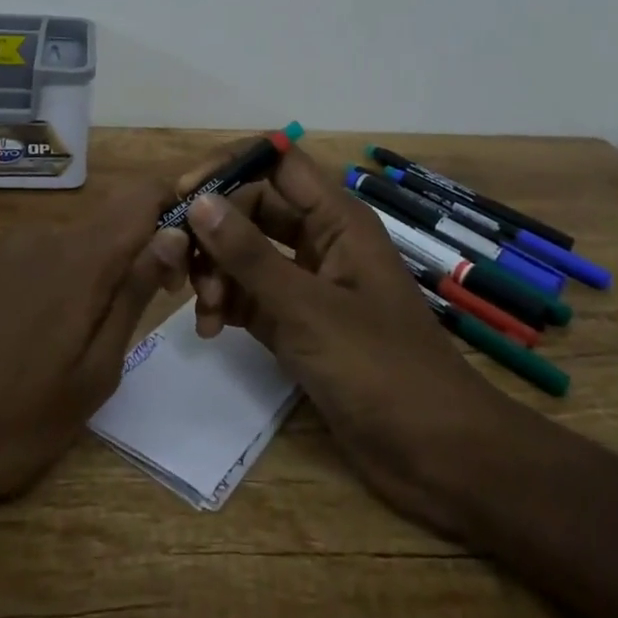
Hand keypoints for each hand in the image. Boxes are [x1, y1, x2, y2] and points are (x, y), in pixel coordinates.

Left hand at [0, 178, 188, 511]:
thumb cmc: (13, 421)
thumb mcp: (94, 373)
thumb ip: (134, 294)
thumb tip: (173, 234)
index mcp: (79, 257)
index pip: (140, 195)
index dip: (171, 207)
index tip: (181, 254)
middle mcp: (41, 236)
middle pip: (107, 224)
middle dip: (133, 256)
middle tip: (134, 320)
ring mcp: (2, 251)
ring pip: (70, 245)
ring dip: (90, 276)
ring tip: (76, 343)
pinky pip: (32, 261)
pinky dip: (50, 285)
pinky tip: (28, 341)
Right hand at [179, 143, 512, 531]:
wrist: (438, 456)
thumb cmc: (382, 370)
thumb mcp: (308, 309)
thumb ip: (250, 255)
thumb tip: (198, 201)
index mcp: (336, 218)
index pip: (276, 162)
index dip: (230, 167)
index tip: (184, 194)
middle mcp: (320, 240)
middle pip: (253, 207)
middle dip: (215, 230)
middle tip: (179, 263)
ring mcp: (307, 282)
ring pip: (246, 253)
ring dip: (217, 271)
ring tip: (206, 309)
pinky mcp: (296, 323)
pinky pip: (249, 294)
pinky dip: (226, 304)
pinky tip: (211, 329)